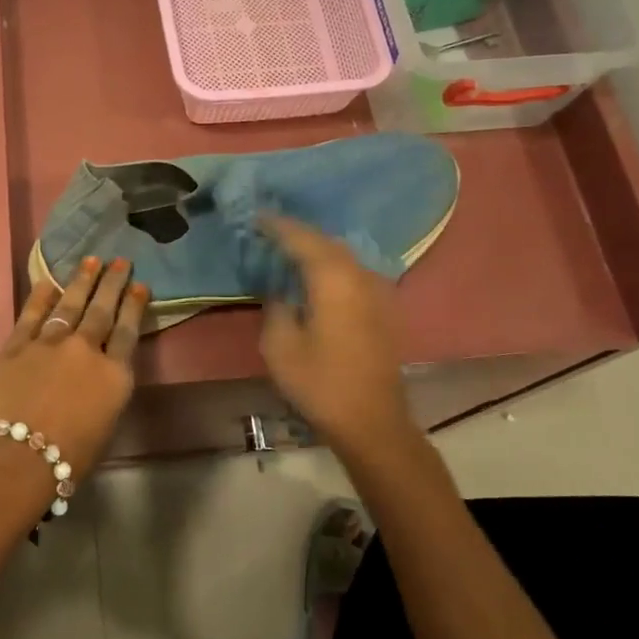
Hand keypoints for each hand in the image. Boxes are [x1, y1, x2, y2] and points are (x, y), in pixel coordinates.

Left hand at [0, 258, 149, 510]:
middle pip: (102, 310)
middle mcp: (85, 350)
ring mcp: (48, 343)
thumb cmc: (67, 460)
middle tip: (121, 260)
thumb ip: (106, 394)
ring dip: (82, 281)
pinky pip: (31, 314)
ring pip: (70, 304)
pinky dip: (41, 296)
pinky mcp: (15, 345)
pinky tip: (48, 281)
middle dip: (113, 283)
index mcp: (114, 375)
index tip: (140, 284)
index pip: (128, 331)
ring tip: (91, 260)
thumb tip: (98, 378)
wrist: (13, 458)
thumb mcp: (105, 428)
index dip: (134, 305)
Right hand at [258, 216, 412, 458]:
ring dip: (316, 249)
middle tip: (269, 230)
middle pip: (326, 242)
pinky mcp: (383, 308)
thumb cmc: (320, 383)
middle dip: (298, 233)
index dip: (277, 226)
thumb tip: (280, 290)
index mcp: (333, 279)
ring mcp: (377, 291)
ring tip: (289, 249)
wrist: (372, 420)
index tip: (255, 217)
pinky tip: (316, 276)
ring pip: (343, 256)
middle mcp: (360, 275)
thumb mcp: (279, 346)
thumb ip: (276, 306)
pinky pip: (353, 272)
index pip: (302, 239)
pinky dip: (331, 266)